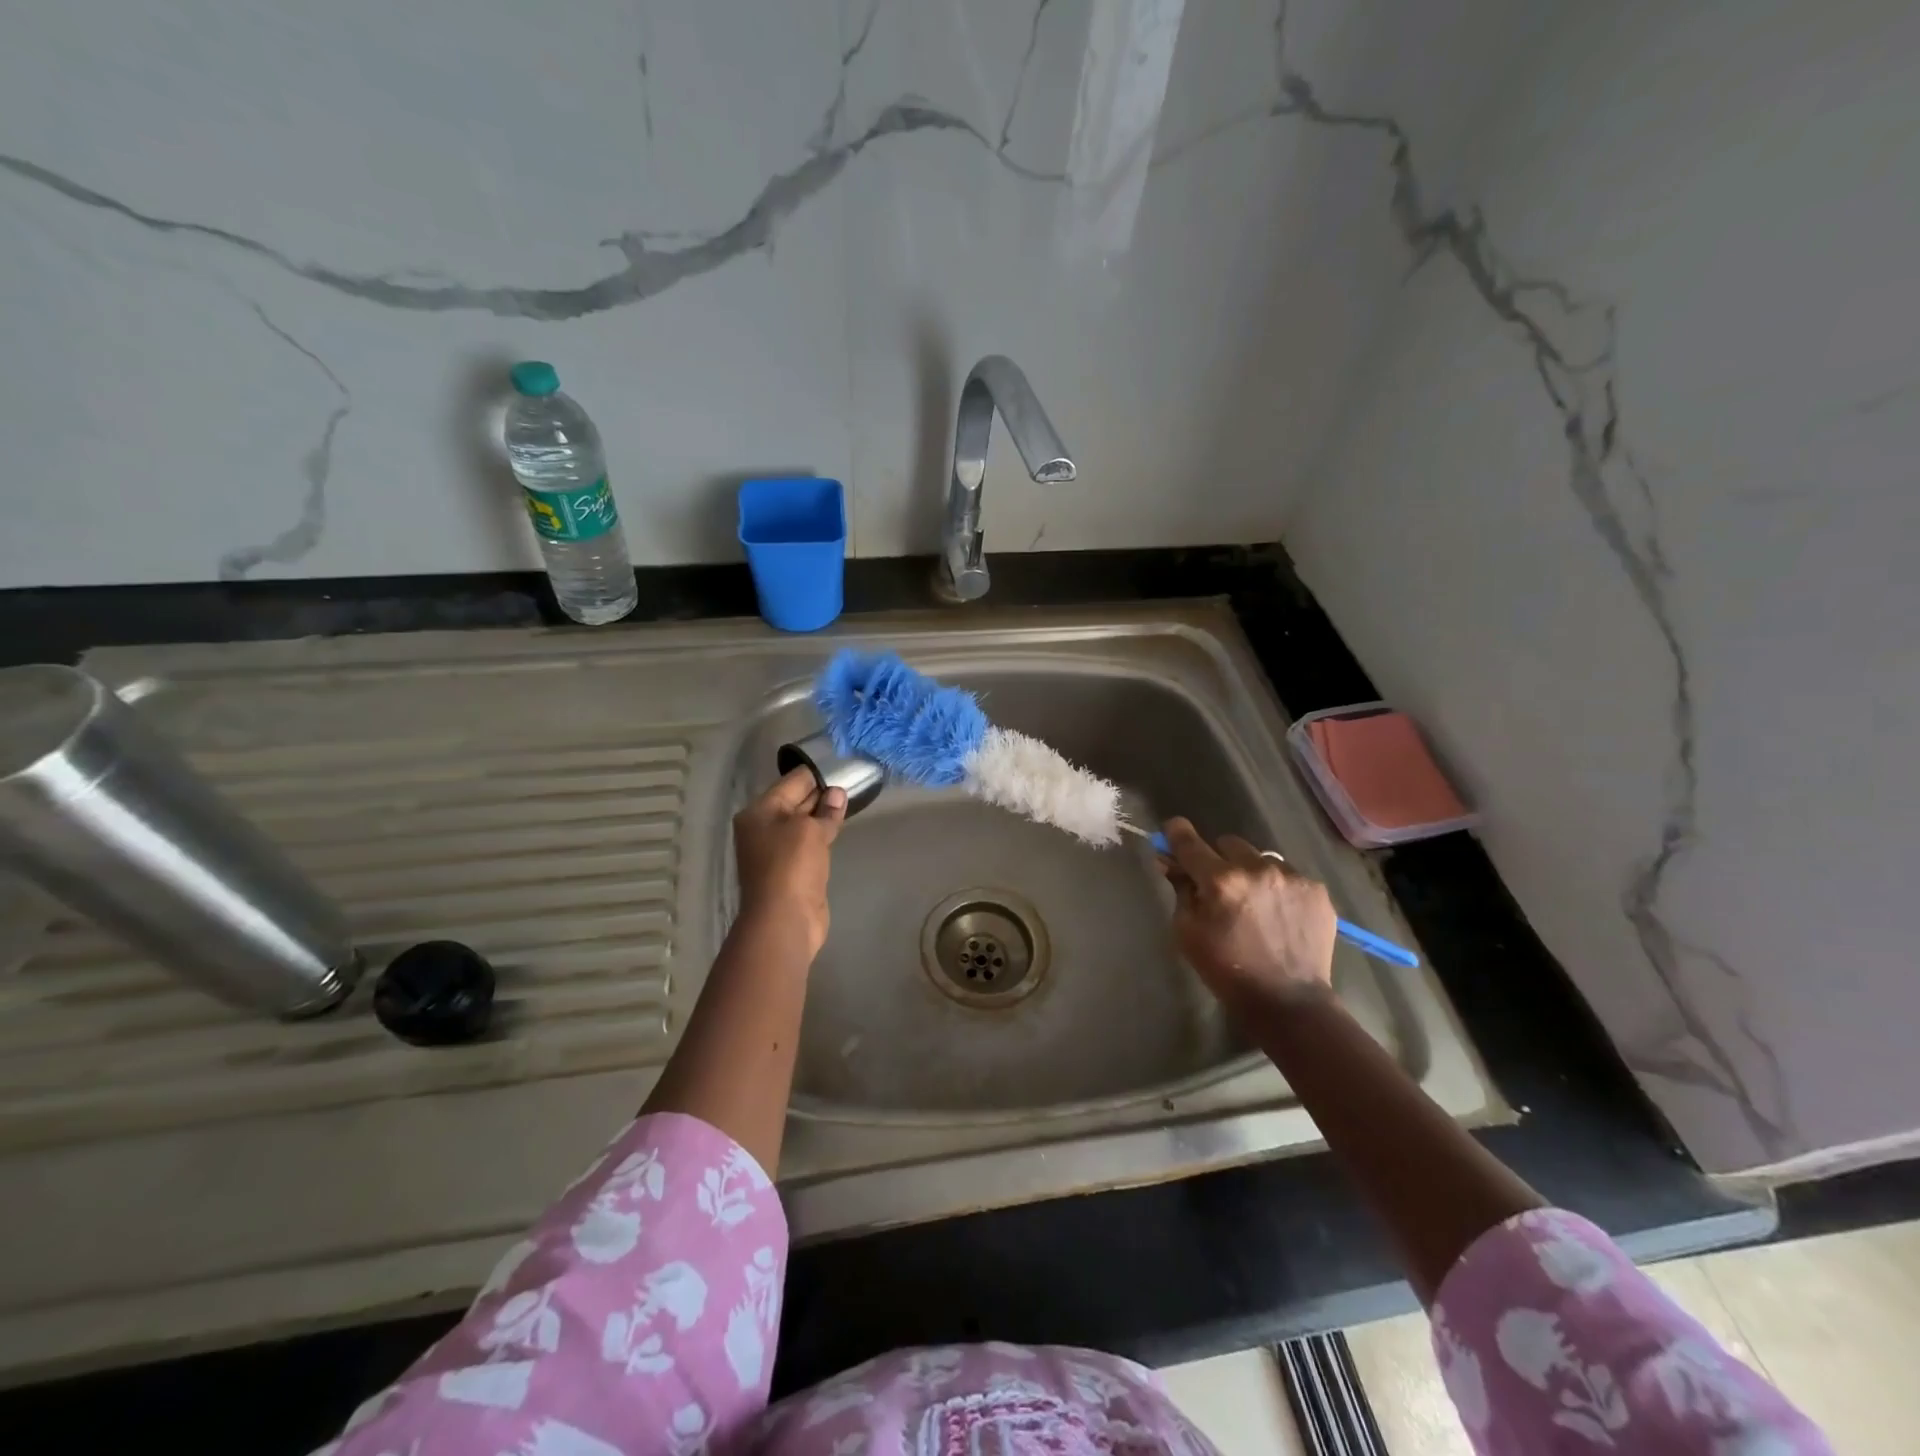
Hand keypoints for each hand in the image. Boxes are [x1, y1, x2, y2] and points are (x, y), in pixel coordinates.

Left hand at [733, 768, 847, 956]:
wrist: (784, 920)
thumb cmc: (791, 866)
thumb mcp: (810, 830)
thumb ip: (825, 810)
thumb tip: (837, 794)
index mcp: (759, 812)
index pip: (791, 782)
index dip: (817, 773)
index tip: (841, 765)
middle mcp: (763, 828)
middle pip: (795, 802)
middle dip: (821, 793)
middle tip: (850, 780)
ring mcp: (776, 850)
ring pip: (803, 824)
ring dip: (823, 815)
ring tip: (849, 800)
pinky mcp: (791, 869)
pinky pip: (808, 844)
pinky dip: (823, 835)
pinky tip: (838, 827)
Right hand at [1159, 817, 1336, 1013]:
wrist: (1288, 1002)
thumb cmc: (1226, 970)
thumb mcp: (1187, 932)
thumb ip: (1180, 890)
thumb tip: (1170, 861)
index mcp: (1220, 880)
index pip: (1189, 841)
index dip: (1176, 832)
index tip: (1172, 832)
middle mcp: (1257, 868)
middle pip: (1228, 842)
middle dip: (1218, 859)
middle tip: (1219, 886)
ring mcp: (1291, 877)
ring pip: (1260, 857)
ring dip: (1250, 871)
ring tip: (1254, 903)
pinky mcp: (1316, 890)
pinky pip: (1288, 875)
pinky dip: (1277, 888)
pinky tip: (1278, 915)